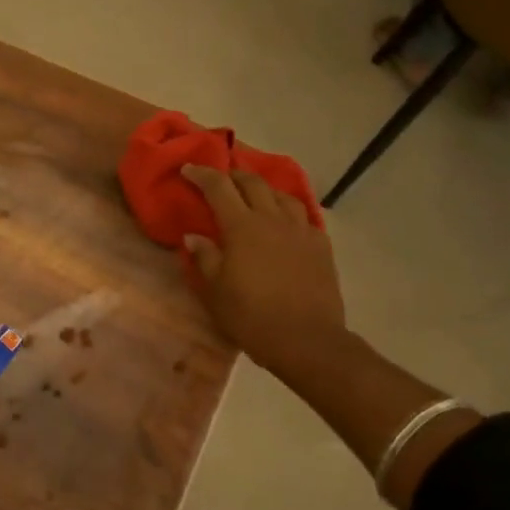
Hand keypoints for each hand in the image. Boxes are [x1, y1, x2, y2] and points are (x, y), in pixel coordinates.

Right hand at [180, 164, 344, 370]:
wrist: (307, 340)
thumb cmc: (251, 317)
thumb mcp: (215, 291)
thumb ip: (204, 258)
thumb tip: (194, 236)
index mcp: (242, 227)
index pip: (218, 188)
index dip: (202, 174)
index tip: (189, 169)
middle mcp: (272, 220)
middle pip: (253, 183)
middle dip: (234, 175)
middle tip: (220, 178)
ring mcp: (301, 231)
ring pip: (282, 196)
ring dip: (263, 189)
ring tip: (254, 195)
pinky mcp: (321, 246)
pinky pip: (303, 217)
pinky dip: (287, 212)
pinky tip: (284, 223)